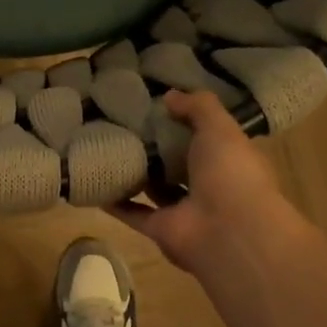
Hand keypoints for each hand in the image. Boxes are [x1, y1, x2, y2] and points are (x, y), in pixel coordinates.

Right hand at [111, 91, 313, 290]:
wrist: (230, 231)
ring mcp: (184, 210)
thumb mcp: (219, 127)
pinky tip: (95, 182)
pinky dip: (115, 201)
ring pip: (156, 188)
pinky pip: (133, 212)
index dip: (187, 122)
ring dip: (136, 173)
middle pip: (179, 164)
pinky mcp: (160, 229)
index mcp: (229, 160)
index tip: (159, 106)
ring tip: (107, 148)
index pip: (208, 138)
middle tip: (125, 123)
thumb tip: (169, 96)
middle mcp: (208, 186)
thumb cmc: (231, 172)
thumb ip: (197, 107)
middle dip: (157, 147)